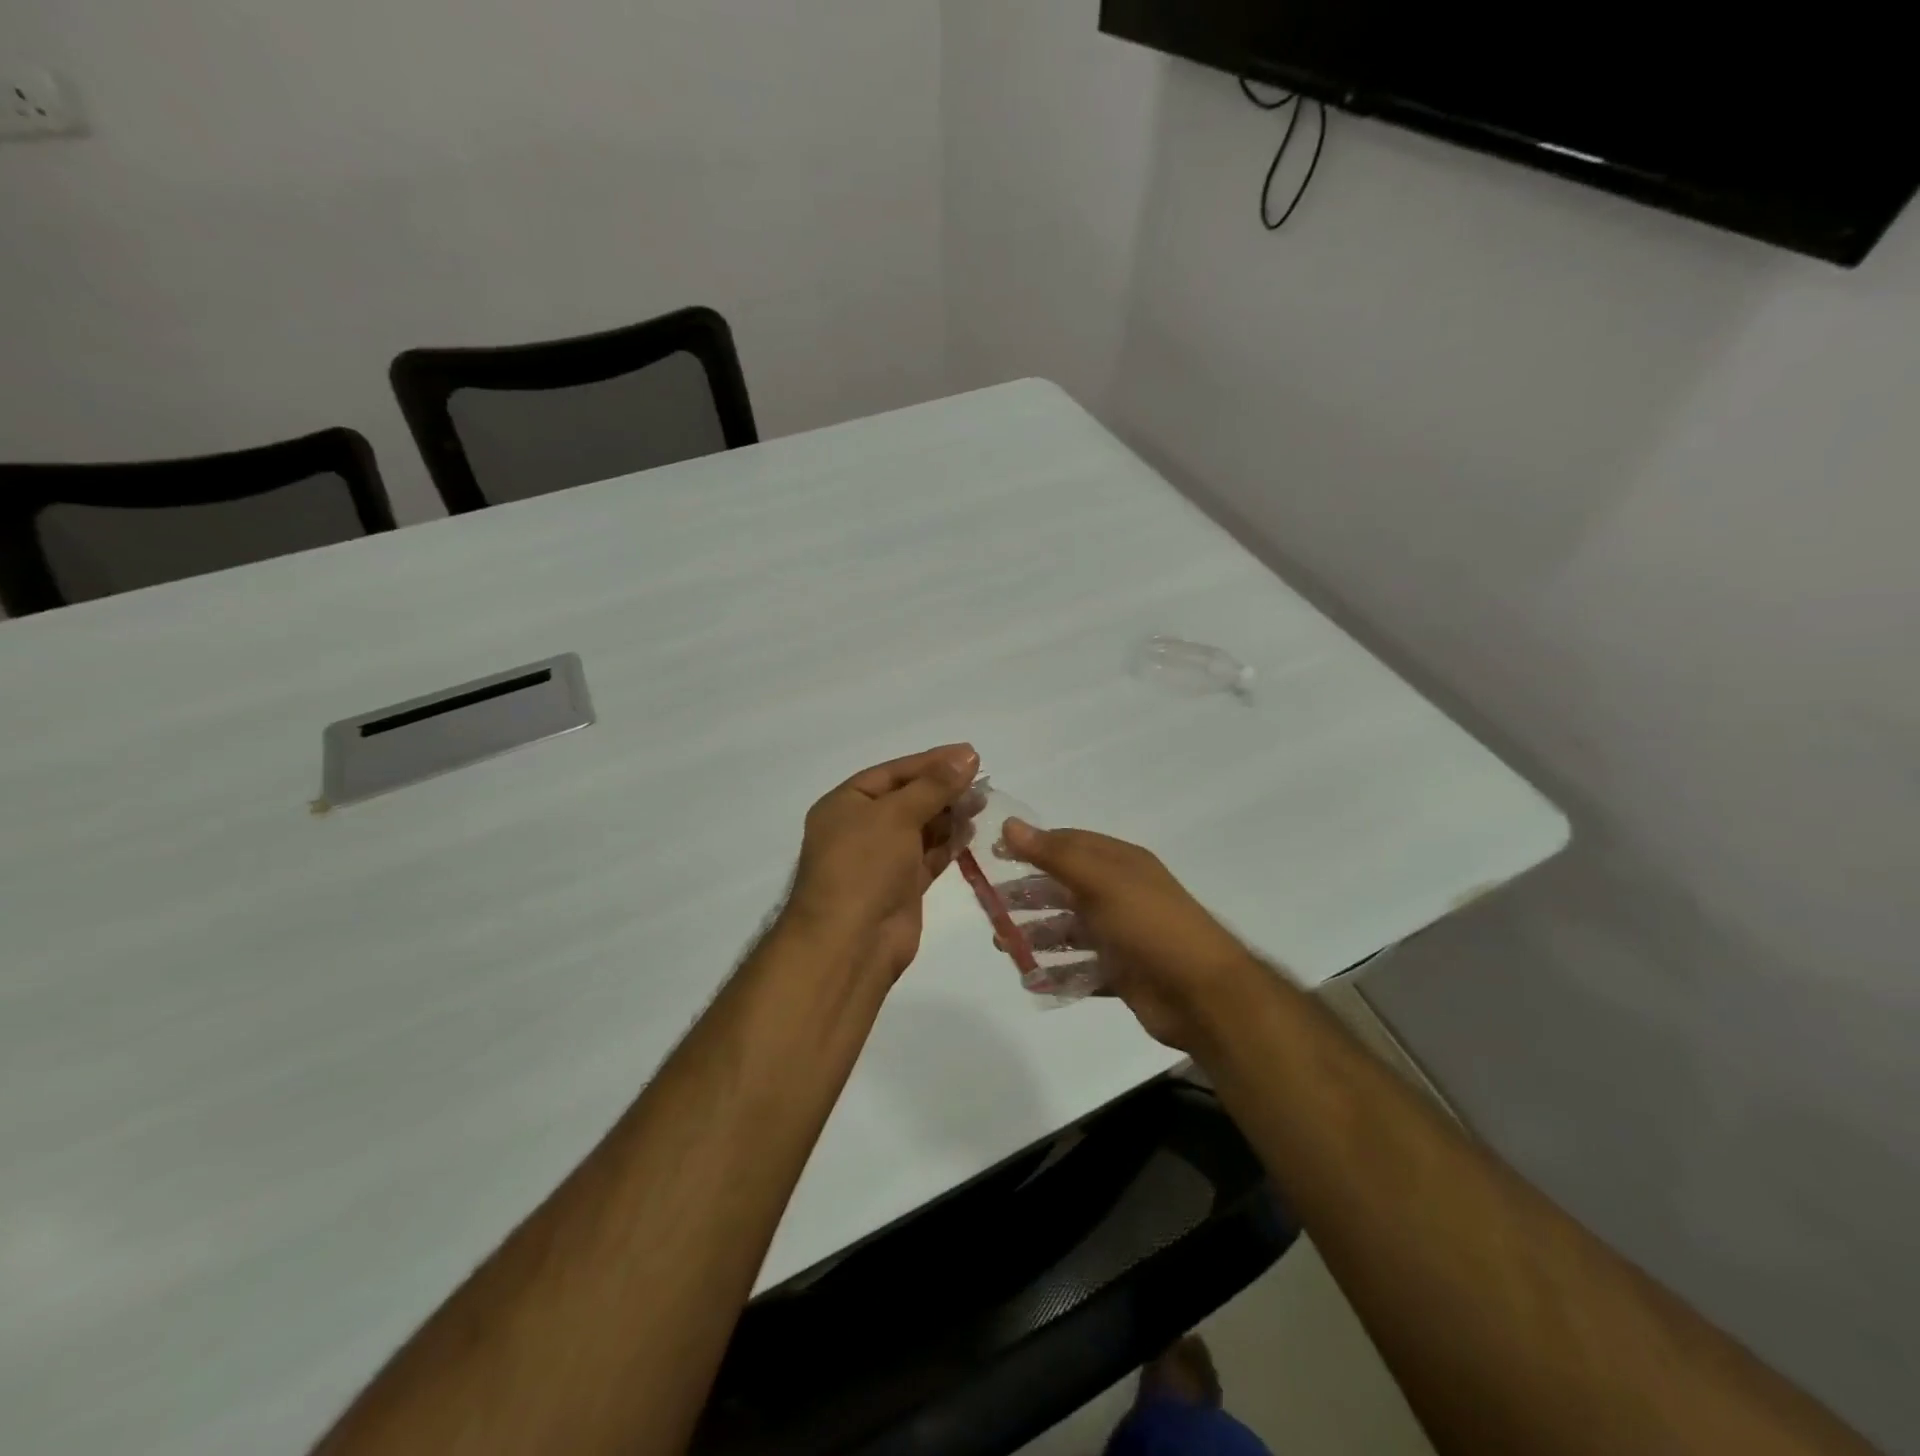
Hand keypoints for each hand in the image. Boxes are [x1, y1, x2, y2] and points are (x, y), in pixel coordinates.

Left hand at [784, 744, 979, 983]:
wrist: (850, 942)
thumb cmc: (864, 866)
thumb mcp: (896, 815)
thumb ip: (934, 786)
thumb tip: (967, 755)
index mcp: (845, 804)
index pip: (893, 772)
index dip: (931, 762)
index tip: (970, 754)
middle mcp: (861, 828)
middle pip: (908, 798)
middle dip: (943, 788)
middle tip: (982, 780)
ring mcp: (881, 859)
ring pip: (921, 827)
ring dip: (949, 814)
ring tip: (982, 801)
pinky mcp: (901, 886)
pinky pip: (928, 856)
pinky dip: (948, 843)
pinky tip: (971, 830)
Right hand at [996, 820, 1258, 1050]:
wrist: (1203, 993)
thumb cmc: (1150, 925)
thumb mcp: (1101, 881)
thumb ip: (1054, 854)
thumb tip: (1009, 824)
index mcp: (1120, 864)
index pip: (1068, 844)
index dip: (1031, 847)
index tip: (994, 857)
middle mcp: (1120, 894)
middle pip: (1064, 888)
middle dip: (1028, 894)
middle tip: (990, 905)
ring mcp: (1122, 935)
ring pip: (1070, 930)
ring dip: (1037, 934)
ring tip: (1003, 944)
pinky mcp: (1122, 973)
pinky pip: (1082, 969)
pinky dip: (1058, 973)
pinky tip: (1032, 979)